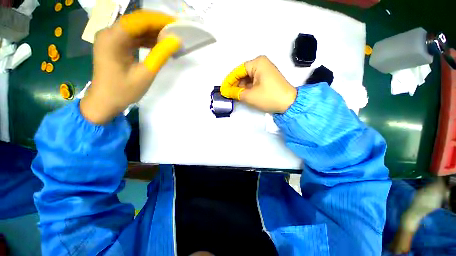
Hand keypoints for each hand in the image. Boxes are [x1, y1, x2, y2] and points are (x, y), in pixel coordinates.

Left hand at [80, 11, 180, 123]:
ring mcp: (110, 38)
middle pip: (136, 21)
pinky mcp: (114, 45)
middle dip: (157, 25)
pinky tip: (158, 45)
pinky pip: (133, 37)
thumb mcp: (145, 74)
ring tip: (170, 39)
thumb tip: (176, 40)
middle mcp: (109, 33)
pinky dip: (146, 40)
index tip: (177, 24)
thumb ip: (160, 55)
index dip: (159, 20)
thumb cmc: (123, 91)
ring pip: (136, 28)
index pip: (139, 20)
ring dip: (153, 33)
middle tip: (176, 32)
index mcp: (112, 38)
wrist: (104, 102)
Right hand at [220, 56, 296, 112]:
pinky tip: (243, 95)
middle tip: (228, 94)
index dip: (229, 81)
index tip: (222, 89)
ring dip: (241, 87)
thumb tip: (225, 91)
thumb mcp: (249, 95)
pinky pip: (253, 82)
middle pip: (242, 74)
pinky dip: (247, 88)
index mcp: (257, 63)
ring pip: (248, 79)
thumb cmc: (269, 97)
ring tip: (234, 96)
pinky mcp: (267, 79)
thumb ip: (235, 92)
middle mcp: (261, 64)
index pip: (237, 71)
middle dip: (235, 85)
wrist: (289, 104)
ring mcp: (265, 71)